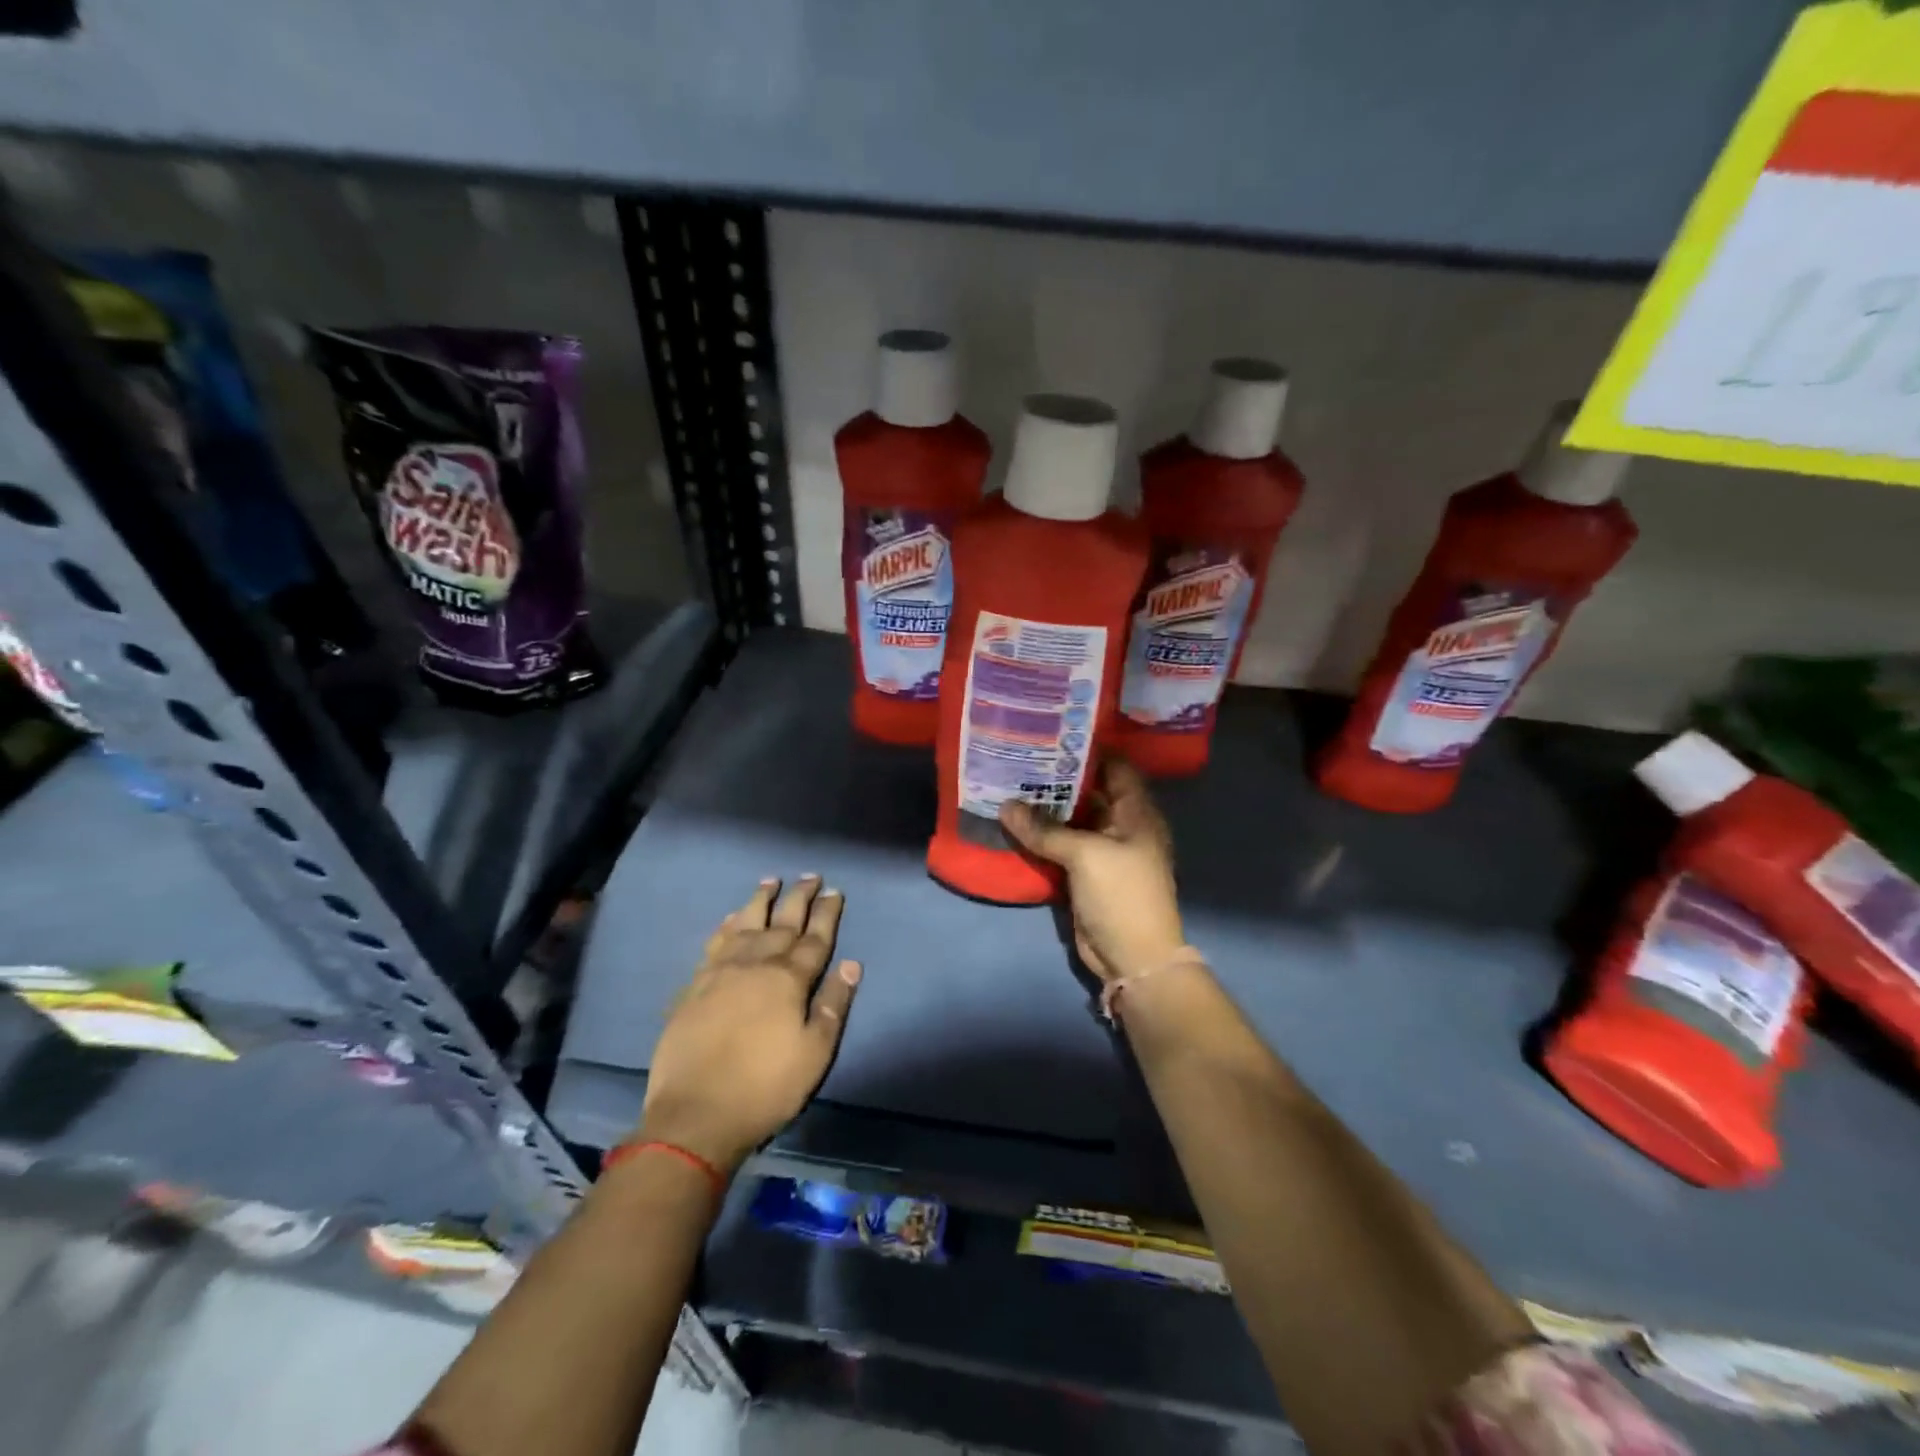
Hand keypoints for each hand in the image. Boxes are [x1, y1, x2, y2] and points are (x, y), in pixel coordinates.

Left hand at [638, 876, 860, 1173]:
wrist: (695, 1114)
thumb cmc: (765, 1087)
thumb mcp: (814, 1053)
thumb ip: (833, 1005)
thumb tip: (851, 963)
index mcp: (788, 980)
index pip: (814, 938)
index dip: (826, 913)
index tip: (835, 891)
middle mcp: (755, 964)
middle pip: (782, 922)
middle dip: (798, 897)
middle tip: (810, 876)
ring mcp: (721, 972)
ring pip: (745, 924)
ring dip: (760, 901)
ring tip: (770, 881)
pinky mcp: (694, 986)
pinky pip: (714, 944)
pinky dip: (725, 926)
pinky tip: (730, 918)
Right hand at [999, 759, 1185, 982]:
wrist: (1133, 957)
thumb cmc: (1122, 895)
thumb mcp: (1085, 855)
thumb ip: (1045, 829)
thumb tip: (1005, 806)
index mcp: (1137, 812)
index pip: (1115, 767)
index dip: (1088, 750)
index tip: (1052, 735)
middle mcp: (1122, 826)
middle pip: (1090, 792)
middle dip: (1058, 778)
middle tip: (1021, 757)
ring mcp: (1104, 851)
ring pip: (1072, 820)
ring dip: (1046, 808)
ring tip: (1010, 783)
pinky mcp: (1086, 873)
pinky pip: (1062, 846)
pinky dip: (1042, 836)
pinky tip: (1014, 822)